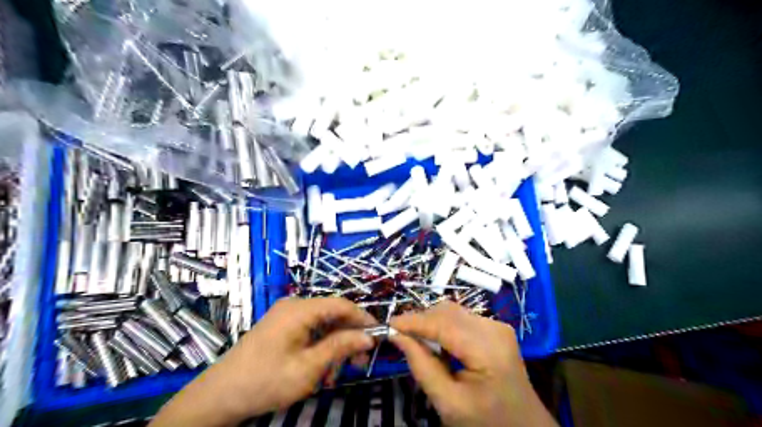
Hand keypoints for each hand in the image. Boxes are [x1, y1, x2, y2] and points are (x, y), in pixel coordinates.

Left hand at [151, 297, 374, 426]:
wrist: (219, 396)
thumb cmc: (265, 381)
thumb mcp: (308, 367)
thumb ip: (340, 348)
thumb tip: (368, 336)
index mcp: (300, 309)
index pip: (341, 304)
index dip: (362, 318)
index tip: (379, 335)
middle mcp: (294, 306)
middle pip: (332, 314)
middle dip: (348, 337)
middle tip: (358, 362)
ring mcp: (286, 316)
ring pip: (323, 325)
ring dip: (334, 347)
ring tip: (335, 374)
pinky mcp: (281, 327)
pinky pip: (310, 332)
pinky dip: (320, 348)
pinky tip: (320, 371)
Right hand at [390, 301, 557, 426]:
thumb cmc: (486, 422)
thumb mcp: (448, 403)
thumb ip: (421, 366)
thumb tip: (397, 335)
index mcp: (487, 350)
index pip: (443, 324)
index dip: (413, 321)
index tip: (388, 324)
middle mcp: (494, 328)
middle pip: (448, 312)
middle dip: (421, 320)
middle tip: (399, 335)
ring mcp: (497, 326)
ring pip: (453, 311)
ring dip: (431, 322)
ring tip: (416, 340)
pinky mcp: (495, 328)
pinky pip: (462, 318)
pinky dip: (443, 325)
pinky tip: (437, 342)